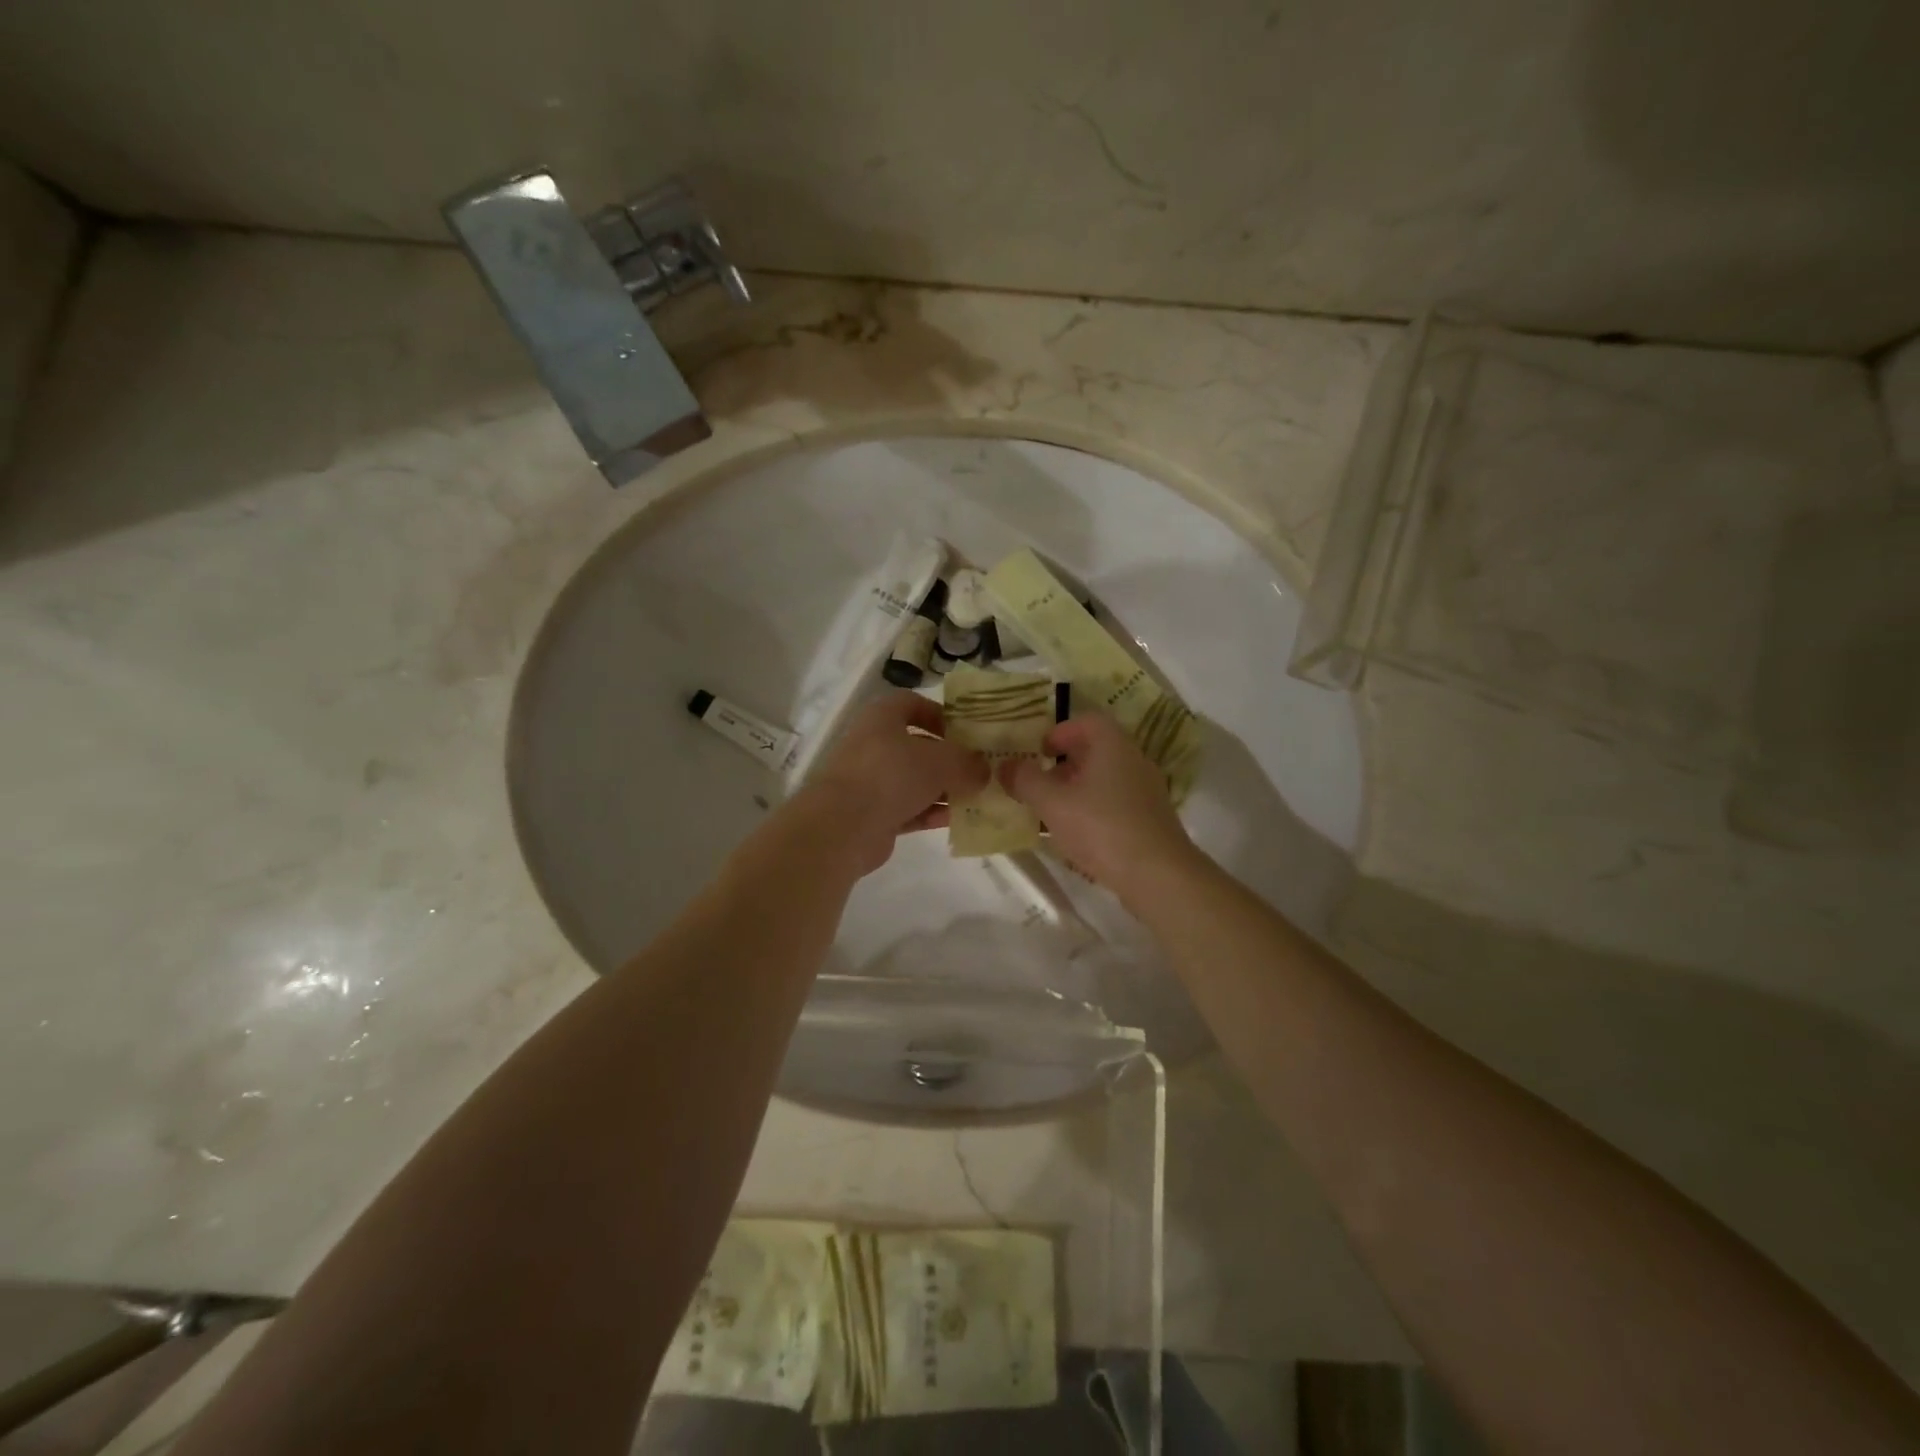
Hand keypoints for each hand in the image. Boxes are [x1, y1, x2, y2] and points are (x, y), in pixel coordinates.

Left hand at [800, 692, 988, 874]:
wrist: (843, 826)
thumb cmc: (891, 775)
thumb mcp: (941, 762)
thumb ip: (967, 763)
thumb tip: (984, 770)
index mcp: (882, 717)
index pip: (912, 703)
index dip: (940, 713)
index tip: (966, 731)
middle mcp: (873, 744)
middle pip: (917, 745)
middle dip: (949, 758)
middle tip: (979, 769)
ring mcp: (870, 781)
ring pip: (914, 780)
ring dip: (944, 789)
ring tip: (976, 798)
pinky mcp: (872, 815)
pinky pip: (909, 809)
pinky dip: (931, 813)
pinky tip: (957, 821)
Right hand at [1001, 712, 1197, 899]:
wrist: (1158, 876)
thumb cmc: (1102, 828)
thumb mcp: (1053, 803)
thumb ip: (1025, 780)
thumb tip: (1005, 765)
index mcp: (1113, 746)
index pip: (1087, 721)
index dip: (1060, 731)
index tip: (1038, 752)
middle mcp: (1134, 761)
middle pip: (1095, 751)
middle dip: (1063, 765)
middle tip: (1037, 784)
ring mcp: (1146, 792)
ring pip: (1104, 779)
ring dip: (1076, 790)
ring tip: (1050, 812)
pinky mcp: (1150, 820)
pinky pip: (1115, 803)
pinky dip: (1092, 810)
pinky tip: (1076, 836)